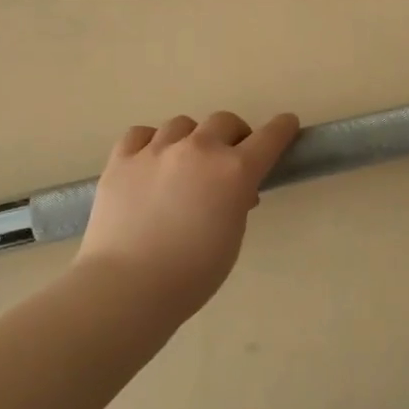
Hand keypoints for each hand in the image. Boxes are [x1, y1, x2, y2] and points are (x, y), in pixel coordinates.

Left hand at [75, 110, 299, 313]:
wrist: (128, 286)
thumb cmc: (191, 274)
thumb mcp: (231, 238)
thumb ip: (236, 204)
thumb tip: (234, 191)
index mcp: (233, 171)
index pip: (268, 137)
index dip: (281, 129)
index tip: (287, 124)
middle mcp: (197, 150)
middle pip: (223, 121)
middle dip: (233, 135)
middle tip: (229, 158)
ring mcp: (156, 151)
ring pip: (182, 125)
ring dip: (191, 139)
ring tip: (185, 163)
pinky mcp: (121, 159)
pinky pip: (141, 134)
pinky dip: (150, 142)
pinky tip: (149, 160)